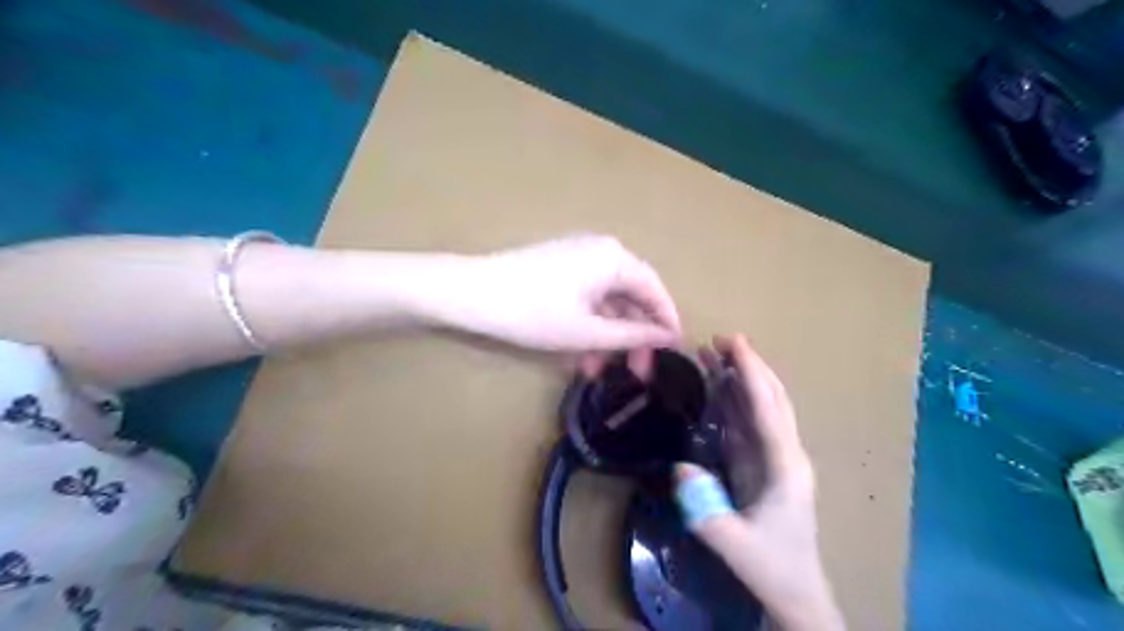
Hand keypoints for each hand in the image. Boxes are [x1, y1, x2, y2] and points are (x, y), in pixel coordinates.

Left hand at [431, 235, 680, 369]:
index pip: (655, 290)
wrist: (471, 294)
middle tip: (638, 372)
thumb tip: (666, 338)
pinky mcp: (560, 268)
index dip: (668, 322)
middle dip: (635, 336)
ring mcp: (579, 258)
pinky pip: (588, 297)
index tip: (676, 353)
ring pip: (608, 301)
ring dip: (609, 336)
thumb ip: (632, 335)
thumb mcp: (587, 331)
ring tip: (602, 370)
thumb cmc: (533, 312)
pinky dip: (590, 325)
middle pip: (632, 296)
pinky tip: (583, 354)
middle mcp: (602, 251)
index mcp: (614, 259)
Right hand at [676, 335, 842, 630]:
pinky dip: (733, 400)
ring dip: (740, 378)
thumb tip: (680, 467)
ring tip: (713, 354)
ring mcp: (776, 457)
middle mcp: (785, 453)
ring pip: (761, 406)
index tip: (732, 343)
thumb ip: (705, 509)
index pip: (768, 408)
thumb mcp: (734, 544)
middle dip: (748, 365)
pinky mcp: (763, 464)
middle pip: (771, 397)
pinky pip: (749, 422)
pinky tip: (716, 387)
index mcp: (785, 466)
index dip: (750, 373)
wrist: (797, 592)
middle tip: (718, 340)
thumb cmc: (772, 568)